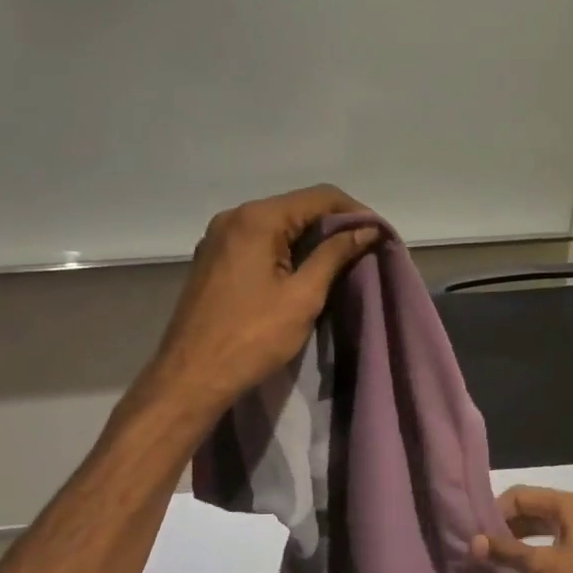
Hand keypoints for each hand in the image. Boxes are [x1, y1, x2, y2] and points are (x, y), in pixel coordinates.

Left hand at [146, 186, 379, 415]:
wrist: (192, 376)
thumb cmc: (252, 337)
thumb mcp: (303, 296)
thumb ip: (335, 255)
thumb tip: (367, 230)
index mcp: (257, 219)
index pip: (319, 197)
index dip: (355, 212)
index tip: (380, 235)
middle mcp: (234, 217)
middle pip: (296, 207)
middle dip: (334, 226)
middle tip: (365, 251)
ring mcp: (219, 238)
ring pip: (277, 226)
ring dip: (310, 240)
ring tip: (340, 264)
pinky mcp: (213, 260)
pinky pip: (258, 243)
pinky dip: (286, 251)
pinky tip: (302, 273)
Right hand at [470, 486, 572, 572]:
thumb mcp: (542, 567)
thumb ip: (506, 551)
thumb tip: (472, 541)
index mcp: (569, 505)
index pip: (521, 495)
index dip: (495, 510)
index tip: (474, 532)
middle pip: (530, 508)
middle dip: (504, 524)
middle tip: (477, 545)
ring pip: (539, 526)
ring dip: (516, 538)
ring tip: (490, 556)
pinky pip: (550, 543)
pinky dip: (531, 550)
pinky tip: (514, 567)